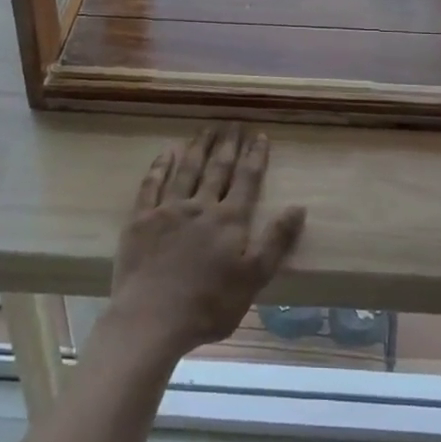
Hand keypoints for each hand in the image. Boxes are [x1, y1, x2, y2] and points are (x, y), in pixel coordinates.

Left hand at [107, 126, 306, 363]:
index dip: (255, 156)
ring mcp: (168, 209)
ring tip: (206, 129)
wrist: (152, 318)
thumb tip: (299, 206)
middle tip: (233, 123)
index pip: (247, 180)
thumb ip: (276, 241)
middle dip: (228, 144)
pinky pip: (152, 184)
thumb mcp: (253, 278)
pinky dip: (160, 166)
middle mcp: (200, 206)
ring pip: (186, 170)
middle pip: (217, 168)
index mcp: (229, 220)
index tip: (260, 135)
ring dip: (198, 147)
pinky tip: (167, 152)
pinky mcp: (141, 219)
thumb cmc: (209, 305)